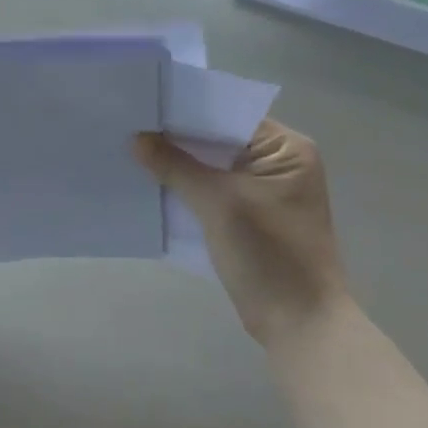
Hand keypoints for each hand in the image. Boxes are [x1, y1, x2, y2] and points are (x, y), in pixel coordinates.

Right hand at [133, 119, 350, 346]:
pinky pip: (210, 189)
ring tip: (130, 149)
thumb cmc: (269, 253)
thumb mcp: (218, 203)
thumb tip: (137, 138)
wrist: (298, 322)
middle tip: (129, 125)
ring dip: (177, 163)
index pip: (228, 115)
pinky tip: (149, 182)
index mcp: (286, 149)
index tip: (144, 105)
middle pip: (218, 139)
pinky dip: (185, 187)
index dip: (186, 111)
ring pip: (211, 166)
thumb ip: (176, 166)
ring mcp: (263, 191)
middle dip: (176, 138)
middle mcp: (278, 163)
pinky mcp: (248, 215)